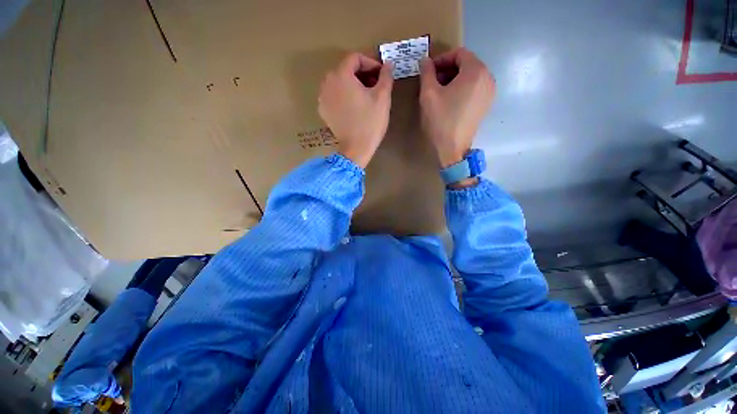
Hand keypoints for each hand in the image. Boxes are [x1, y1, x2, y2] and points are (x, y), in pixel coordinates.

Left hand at [318, 53, 393, 167]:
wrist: (356, 148)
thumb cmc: (370, 122)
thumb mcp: (382, 97)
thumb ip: (386, 76)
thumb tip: (388, 64)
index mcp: (341, 75)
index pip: (355, 58)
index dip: (370, 62)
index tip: (381, 74)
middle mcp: (327, 82)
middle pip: (345, 69)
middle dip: (362, 74)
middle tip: (375, 85)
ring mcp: (323, 97)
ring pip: (339, 82)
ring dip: (353, 84)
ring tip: (365, 96)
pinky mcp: (323, 111)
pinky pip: (334, 95)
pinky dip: (344, 95)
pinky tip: (354, 106)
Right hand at [419, 48, 494, 168]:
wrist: (452, 149)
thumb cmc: (440, 121)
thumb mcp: (428, 94)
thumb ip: (427, 73)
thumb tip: (425, 61)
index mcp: (476, 71)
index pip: (459, 53)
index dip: (442, 59)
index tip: (429, 70)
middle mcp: (488, 78)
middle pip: (467, 64)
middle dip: (448, 69)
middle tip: (432, 81)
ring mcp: (489, 93)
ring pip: (471, 77)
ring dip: (454, 79)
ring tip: (439, 92)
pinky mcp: (486, 105)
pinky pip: (474, 89)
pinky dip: (462, 89)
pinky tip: (450, 101)